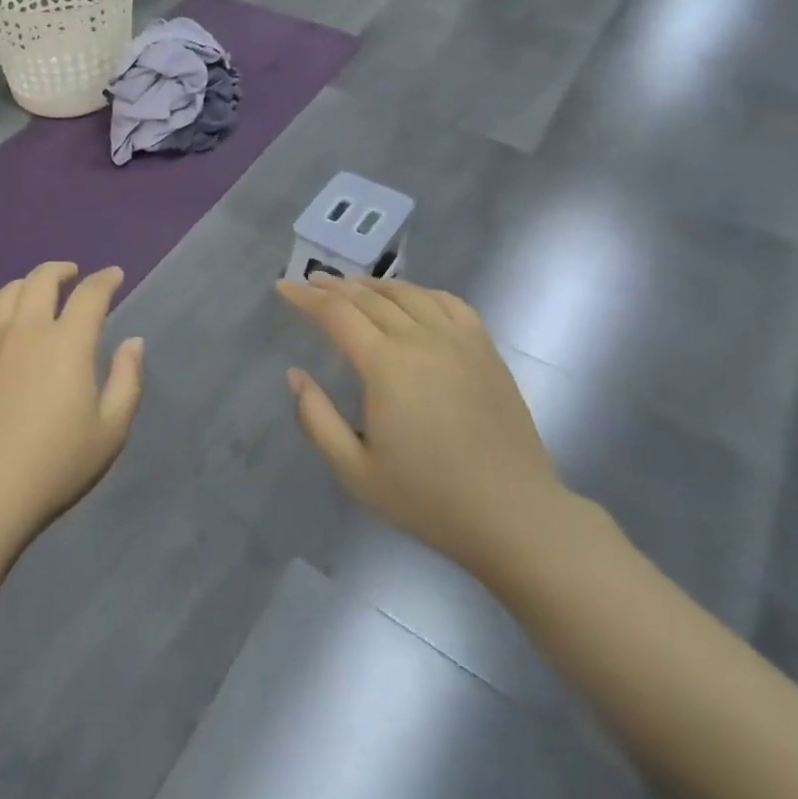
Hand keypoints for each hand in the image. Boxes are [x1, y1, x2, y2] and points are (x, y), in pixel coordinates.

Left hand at [0, 263, 144, 556]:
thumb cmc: (54, 466)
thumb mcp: (110, 431)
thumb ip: (127, 380)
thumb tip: (132, 341)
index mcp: (68, 343)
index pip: (90, 295)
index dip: (106, 280)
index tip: (115, 276)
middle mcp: (28, 330)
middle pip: (42, 280)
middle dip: (62, 270)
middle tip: (74, 274)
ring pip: (7, 292)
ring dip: (27, 283)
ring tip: (38, 289)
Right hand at [277, 275, 567, 577]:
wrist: (514, 516)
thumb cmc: (428, 498)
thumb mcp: (355, 471)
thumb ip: (316, 419)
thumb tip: (295, 375)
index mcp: (386, 365)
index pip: (336, 314)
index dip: (306, 298)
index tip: (283, 288)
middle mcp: (421, 340)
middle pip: (368, 298)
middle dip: (333, 287)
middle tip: (309, 282)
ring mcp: (459, 341)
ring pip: (408, 293)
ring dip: (373, 284)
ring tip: (351, 286)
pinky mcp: (485, 350)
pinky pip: (449, 303)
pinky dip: (421, 292)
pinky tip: (411, 298)